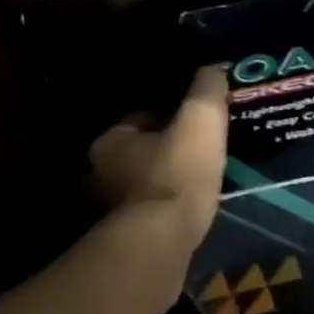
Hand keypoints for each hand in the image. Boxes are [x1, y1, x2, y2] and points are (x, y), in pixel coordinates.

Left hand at [88, 66, 229, 257]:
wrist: (159, 244)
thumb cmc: (176, 174)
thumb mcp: (200, 121)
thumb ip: (206, 90)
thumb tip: (213, 68)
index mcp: (109, 141)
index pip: (139, 118)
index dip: (168, 114)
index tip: (193, 118)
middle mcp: (99, 174)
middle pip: (139, 152)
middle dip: (164, 149)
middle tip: (199, 148)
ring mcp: (108, 211)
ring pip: (144, 184)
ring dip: (166, 181)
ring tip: (199, 179)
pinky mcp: (124, 239)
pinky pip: (150, 213)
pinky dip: (166, 209)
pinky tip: (190, 208)